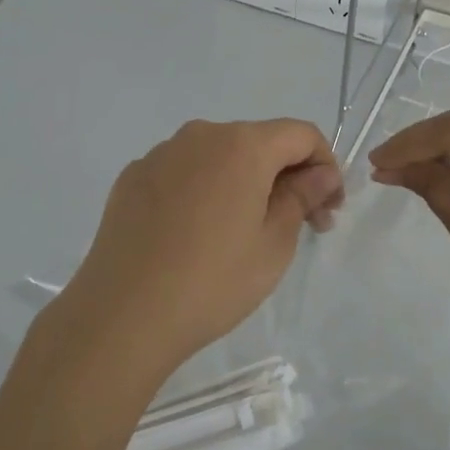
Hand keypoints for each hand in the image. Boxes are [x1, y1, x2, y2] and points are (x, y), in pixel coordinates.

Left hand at [45, 119, 343, 389]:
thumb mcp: (274, 244)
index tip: (327, 208)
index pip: (301, 134)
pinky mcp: (132, 178)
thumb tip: (319, 174)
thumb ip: (302, 197)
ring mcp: (161, 155)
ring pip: (219, 157)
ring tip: (244, 232)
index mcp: (242, 145)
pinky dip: (204, 191)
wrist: (122, 315)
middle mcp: (200, 136)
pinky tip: (198, 234)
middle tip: (299, 225)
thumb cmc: (213, 281)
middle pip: (259, 142)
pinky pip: (183, 173)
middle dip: (286, 176)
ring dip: (244, 182)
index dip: (325, 165)